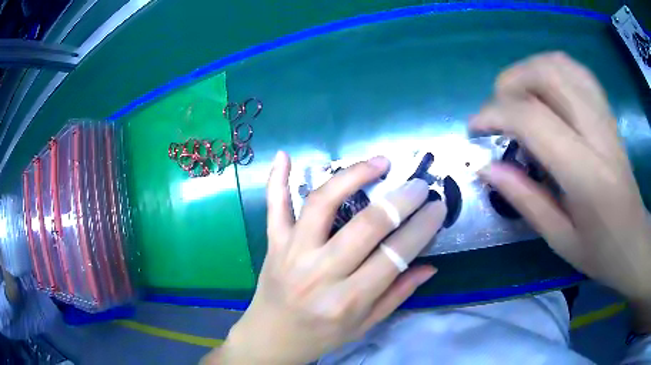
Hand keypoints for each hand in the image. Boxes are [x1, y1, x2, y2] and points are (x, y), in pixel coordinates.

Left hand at [204, 151, 446, 363]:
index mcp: (347, 300)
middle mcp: (319, 273)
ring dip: (353, 176)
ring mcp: (291, 252)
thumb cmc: (321, 335)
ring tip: (379, 162)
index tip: (438, 206)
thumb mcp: (365, 325)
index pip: (394, 256)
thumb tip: (430, 266)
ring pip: (322, 204)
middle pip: (365, 226)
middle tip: (419, 185)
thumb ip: (397, 294)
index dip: (422, 227)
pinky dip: (278, 179)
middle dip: (400, 200)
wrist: (271, 337)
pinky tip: (285, 156)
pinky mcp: (273, 243)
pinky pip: (274, 207)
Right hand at [470, 52, 650, 329]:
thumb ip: (524, 199)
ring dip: (527, 72)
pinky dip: (550, 69)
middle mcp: (597, 132)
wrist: (633, 239)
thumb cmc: (599, 250)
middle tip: (497, 113)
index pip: (533, 118)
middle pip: (546, 74)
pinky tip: (543, 91)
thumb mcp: (559, 239)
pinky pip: (574, 70)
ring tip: (516, 99)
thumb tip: (486, 167)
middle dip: (509, 85)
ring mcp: (604, 116)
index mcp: (586, 173)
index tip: (475, 129)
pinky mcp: (607, 111)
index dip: (495, 114)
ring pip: (559, 64)